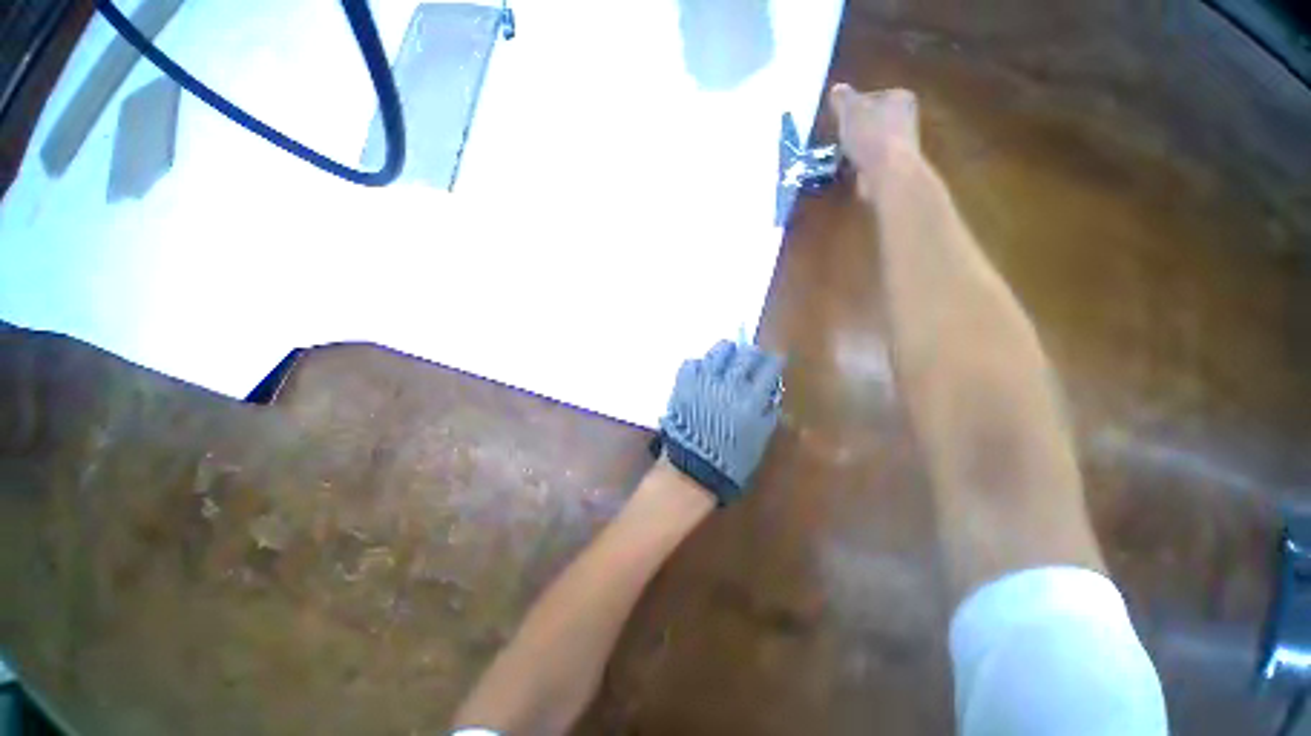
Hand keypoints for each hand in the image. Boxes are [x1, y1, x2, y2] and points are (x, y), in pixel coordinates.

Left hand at [659, 341, 783, 504]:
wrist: (691, 468)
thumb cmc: (730, 460)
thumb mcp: (758, 440)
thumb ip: (767, 412)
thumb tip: (771, 392)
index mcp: (752, 399)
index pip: (769, 368)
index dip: (774, 361)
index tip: (775, 361)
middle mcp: (730, 385)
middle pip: (746, 355)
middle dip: (753, 354)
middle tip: (752, 357)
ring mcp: (705, 381)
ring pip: (719, 351)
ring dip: (727, 352)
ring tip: (728, 357)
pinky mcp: (684, 383)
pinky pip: (693, 362)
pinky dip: (701, 364)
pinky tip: (704, 371)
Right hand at [829, 84, 921, 195]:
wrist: (887, 172)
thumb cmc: (870, 135)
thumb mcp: (850, 110)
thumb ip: (842, 98)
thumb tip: (836, 89)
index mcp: (899, 97)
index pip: (871, 97)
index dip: (852, 108)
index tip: (839, 119)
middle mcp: (904, 117)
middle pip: (870, 120)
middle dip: (853, 130)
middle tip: (839, 138)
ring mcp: (899, 143)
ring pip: (869, 142)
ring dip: (854, 149)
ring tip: (841, 156)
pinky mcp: (892, 165)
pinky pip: (869, 160)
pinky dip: (858, 164)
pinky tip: (849, 169)